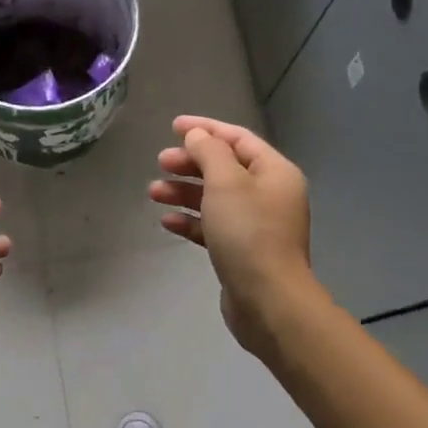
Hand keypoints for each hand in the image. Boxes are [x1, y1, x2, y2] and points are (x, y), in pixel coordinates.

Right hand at [148, 116, 319, 356]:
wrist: (268, 301)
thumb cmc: (249, 233)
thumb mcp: (226, 183)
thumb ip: (209, 152)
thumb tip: (198, 136)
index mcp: (274, 172)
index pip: (237, 138)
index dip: (205, 129)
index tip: (173, 126)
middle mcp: (269, 194)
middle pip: (225, 167)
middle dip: (191, 163)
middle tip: (161, 162)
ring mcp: (257, 225)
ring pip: (215, 197)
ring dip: (184, 191)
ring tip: (154, 193)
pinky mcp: (242, 251)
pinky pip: (213, 226)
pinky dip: (191, 220)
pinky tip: (167, 222)